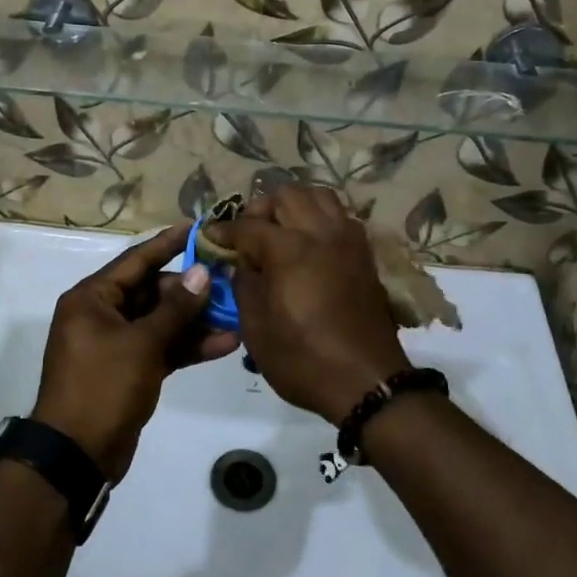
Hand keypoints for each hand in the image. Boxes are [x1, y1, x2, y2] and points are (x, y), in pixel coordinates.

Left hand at [34, 225, 240, 480]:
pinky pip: (163, 347)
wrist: (77, 455)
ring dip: (196, 321)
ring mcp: (117, 343)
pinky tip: (225, 344)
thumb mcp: (142, 344)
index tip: (198, 228)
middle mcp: (102, 314)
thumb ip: (175, 308)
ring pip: (162, 321)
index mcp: (92, 298)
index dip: (168, 244)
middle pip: (152, 290)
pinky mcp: (131, 369)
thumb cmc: (102, 387)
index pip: (136, 260)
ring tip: (237, 313)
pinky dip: (188, 346)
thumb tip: (201, 273)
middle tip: (229, 281)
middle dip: (191, 290)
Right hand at [207, 186, 410, 424]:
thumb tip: (240, 263)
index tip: (210, 238)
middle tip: (250, 236)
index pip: (248, 225)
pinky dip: (321, 219)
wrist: (366, 381)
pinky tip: (310, 245)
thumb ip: (243, 285)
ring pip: (319, 196)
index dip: (223, 230)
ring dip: (295, 206)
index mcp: (289, 249)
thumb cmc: (303, 359)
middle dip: (262, 209)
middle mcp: (320, 233)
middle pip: (287, 195)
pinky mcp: (364, 254)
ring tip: (281, 232)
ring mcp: (347, 240)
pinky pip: (340, 217)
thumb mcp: (256, 328)